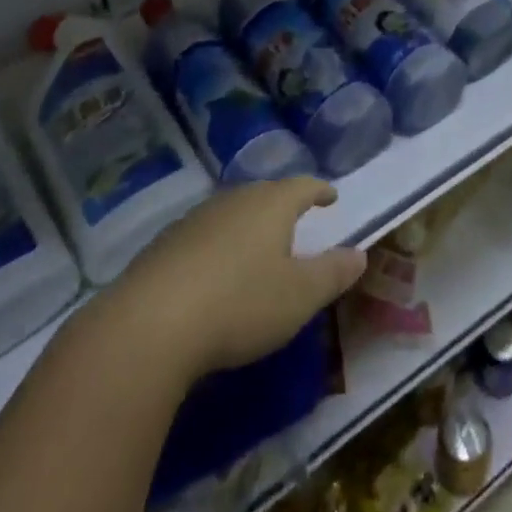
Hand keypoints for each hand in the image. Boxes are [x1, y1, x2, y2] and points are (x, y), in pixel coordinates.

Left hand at [113, 178, 367, 380]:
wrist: (151, 324)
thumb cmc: (240, 304)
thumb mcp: (299, 296)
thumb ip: (332, 273)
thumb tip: (360, 253)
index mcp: (271, 205)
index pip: (303, 186)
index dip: (319, 190)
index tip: (330, 196)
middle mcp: (234, 201)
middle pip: (265, 194)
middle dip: (283, 205)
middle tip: (296, 219)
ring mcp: (196, 219)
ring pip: (232, 212)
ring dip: (249, 224)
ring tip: (258, 245)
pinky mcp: (166, 244)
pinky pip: (205, 235)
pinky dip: (220, 245)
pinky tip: (216, 271)